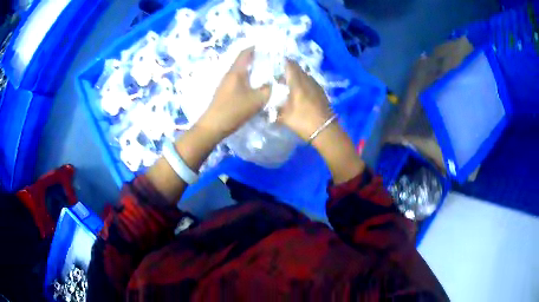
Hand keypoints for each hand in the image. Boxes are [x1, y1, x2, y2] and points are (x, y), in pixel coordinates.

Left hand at [197, 47, 270, 138]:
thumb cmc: (234, 110)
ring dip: (252, 69)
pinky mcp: (225, 92)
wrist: (213, 126)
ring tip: (266, 72)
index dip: (255, 47)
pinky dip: (248, 78)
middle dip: (256, 58)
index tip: (267, 47)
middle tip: (271, 60)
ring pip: (241, 71)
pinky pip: (238, 80)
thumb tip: (274, 82)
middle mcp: (229, 74)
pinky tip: (255, 85)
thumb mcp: (256, 100)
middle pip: (243, 61)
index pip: (245, 53)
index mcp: (236, 72)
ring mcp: (225, 83)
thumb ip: (268, 90)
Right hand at [278, 60, 332, 140]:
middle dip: (288, 70)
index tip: (275, 62)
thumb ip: (273, 111)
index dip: (283, 62)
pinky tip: (299, 92)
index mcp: (298, 83)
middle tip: (278, 75)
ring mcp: (316, 86)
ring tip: (287, 84)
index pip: (290, 66)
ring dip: (296, 77)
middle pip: (298, 70)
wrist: (326, 130)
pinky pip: (310, 83)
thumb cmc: (303, 121)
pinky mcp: (321, 93)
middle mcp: (308, 81)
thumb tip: (264, 109)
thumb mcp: (284, 117)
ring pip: (304, 76)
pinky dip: (303, 83)